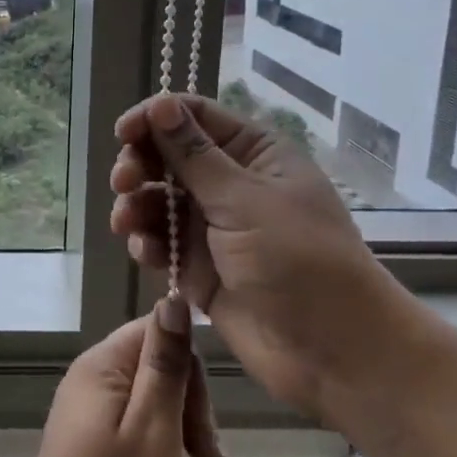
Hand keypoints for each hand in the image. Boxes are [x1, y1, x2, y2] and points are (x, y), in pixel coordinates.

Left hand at [12, 307, 230, 456]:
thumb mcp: (155, 433)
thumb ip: (165, 365)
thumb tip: (172, 298)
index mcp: (99, 368)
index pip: (157, 332)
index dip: (191, 373)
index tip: (206, 428)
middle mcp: (86, 382)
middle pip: (154, 368)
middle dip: (190, 410)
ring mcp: (83, 417)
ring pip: (149, 404)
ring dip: (180, 437)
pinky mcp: (86, 449)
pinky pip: (134, 432)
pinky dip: (159, 456)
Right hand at [109, 94, 417, 418]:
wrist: (333, 353)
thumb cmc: (298, 260)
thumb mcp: (244, 200)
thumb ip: (194, 154)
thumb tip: (162, 102)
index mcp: (254, 153)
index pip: (195, 117)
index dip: (155, 118)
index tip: (123, 133)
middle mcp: (231, 183)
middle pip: (169, 156)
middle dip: (140, 165)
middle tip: (123, 182)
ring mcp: (214, 226)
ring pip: (159, 200)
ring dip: (137, 206)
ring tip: (127, 223)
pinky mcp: (199, 266)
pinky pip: (162, 242)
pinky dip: (148, 242)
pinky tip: (146, 253)